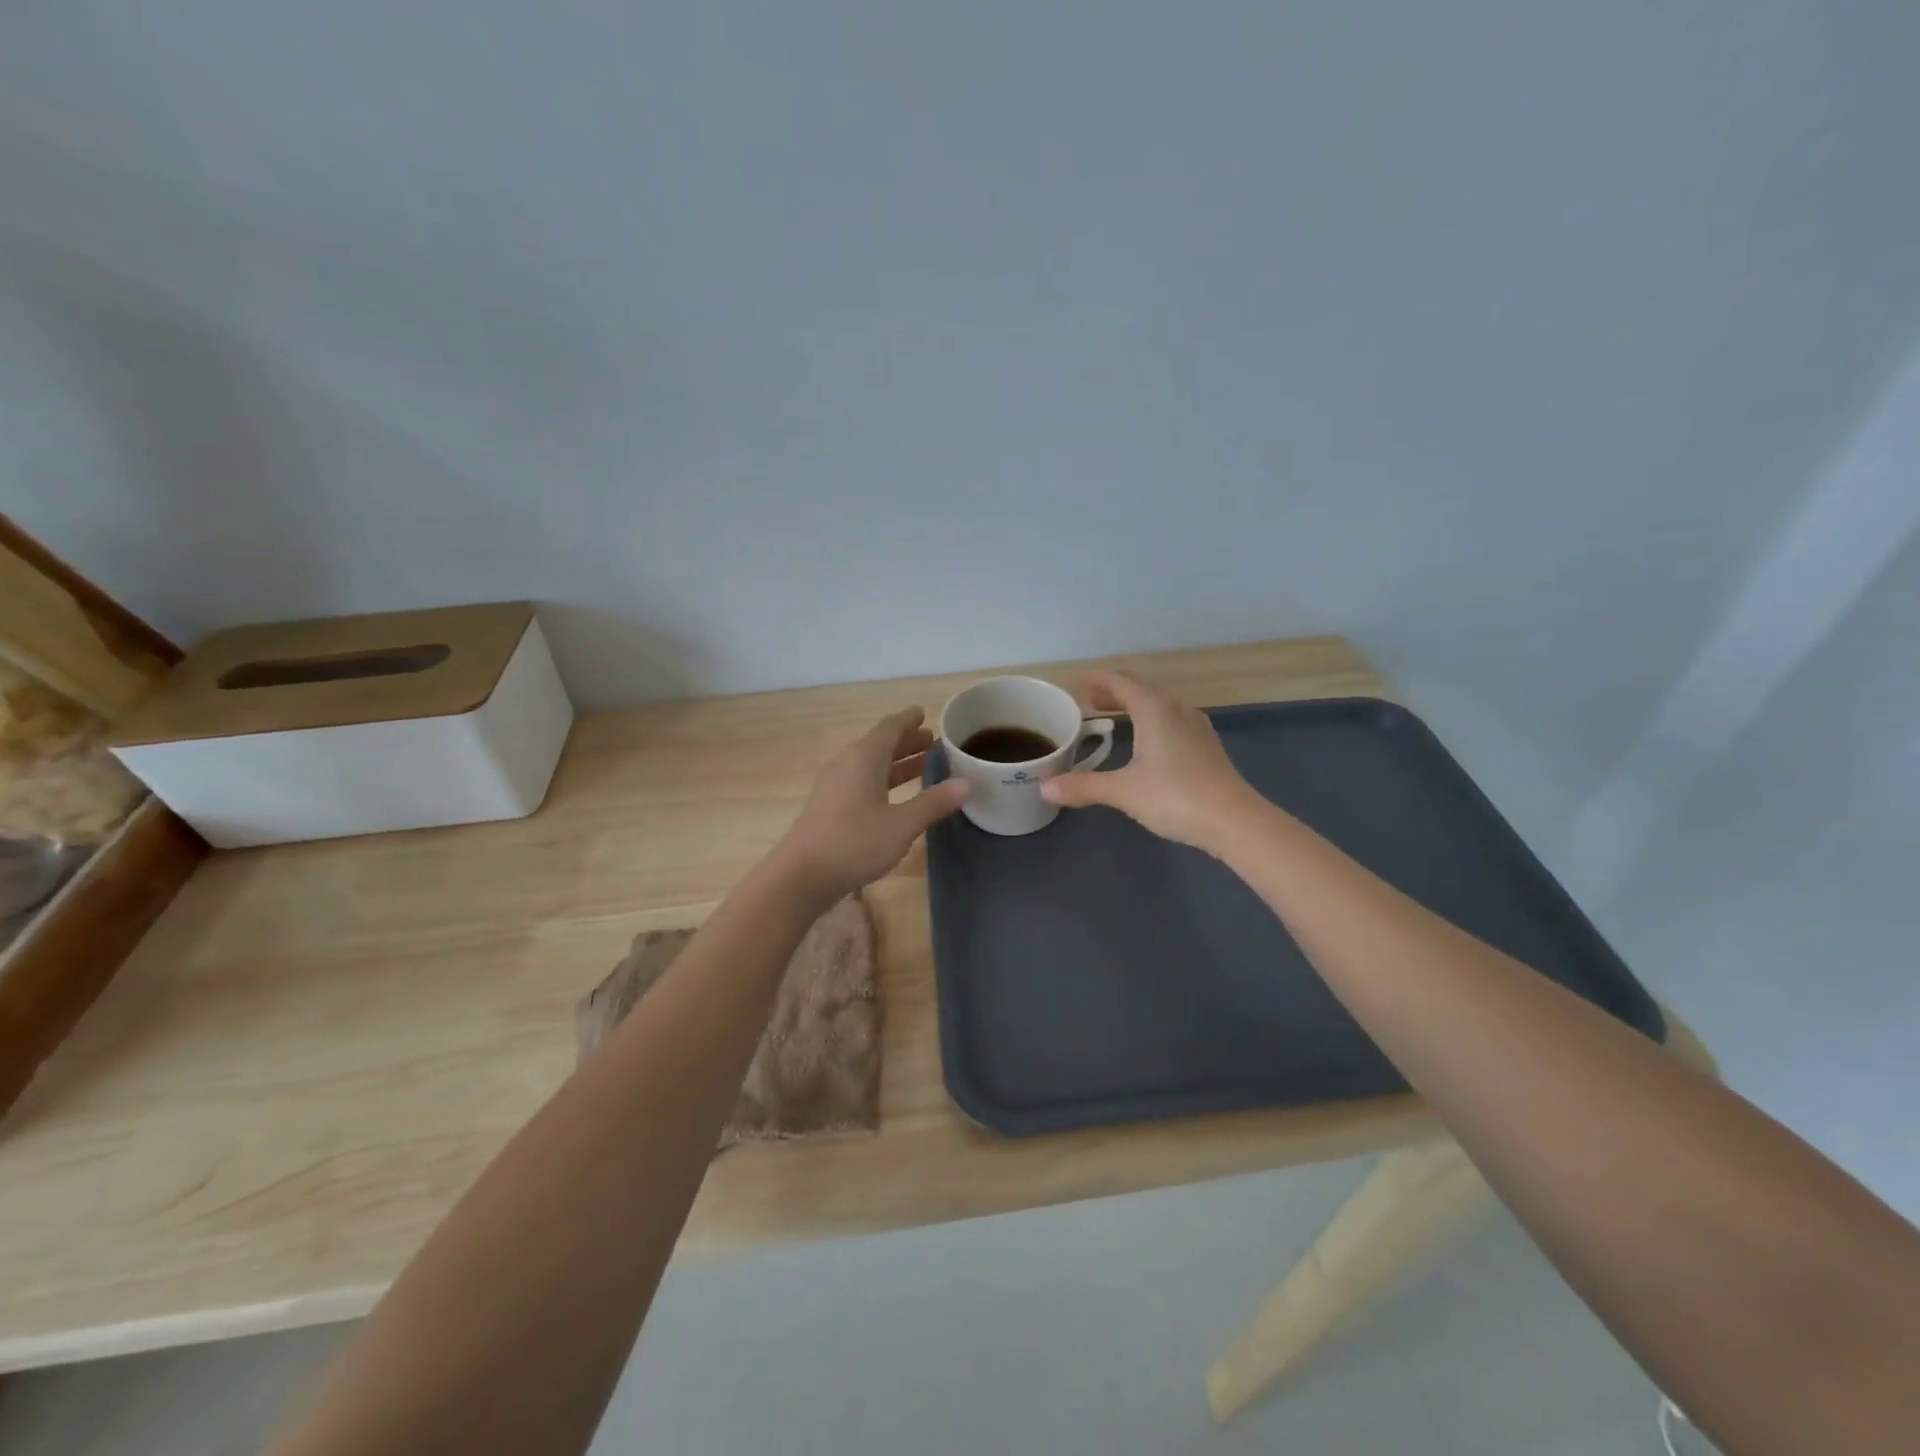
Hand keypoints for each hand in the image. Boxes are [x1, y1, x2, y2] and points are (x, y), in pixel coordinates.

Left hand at [773, 707, 970, 902]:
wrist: (801, 876)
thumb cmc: (855, 842)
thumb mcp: (902, 824)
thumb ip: (933, 803)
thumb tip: (966, 784)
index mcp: (864, 757)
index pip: (890, 727)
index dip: (909, 719)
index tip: (925, 712)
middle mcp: (847, 763)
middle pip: (880, 744)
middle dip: (907, 741)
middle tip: (933, 741)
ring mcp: (836, 785)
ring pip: (871, 764)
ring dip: (896, 762)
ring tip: (923, 764)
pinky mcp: (830, 806)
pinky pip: (862, 781)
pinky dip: (884, 779)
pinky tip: (896, 795)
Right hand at [1039, 670, 1257, 849]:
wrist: (1233, 820)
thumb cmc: (1174, 796)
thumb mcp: (1123, 791)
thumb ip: (1084, 786)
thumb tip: (1045, 788)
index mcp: (1154, 709)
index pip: (1120, 681)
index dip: (1097, 680)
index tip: (1076, 685)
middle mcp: (1176, 709)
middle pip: (1140, 690)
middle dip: (1113, 694)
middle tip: (1088, 704)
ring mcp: (1196, 727)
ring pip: (1159, 706)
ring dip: (1134, 708)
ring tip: (1112, 720)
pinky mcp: (1206, 746)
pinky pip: (1171, 722)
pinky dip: (1150, 723)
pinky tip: (1145, 744)